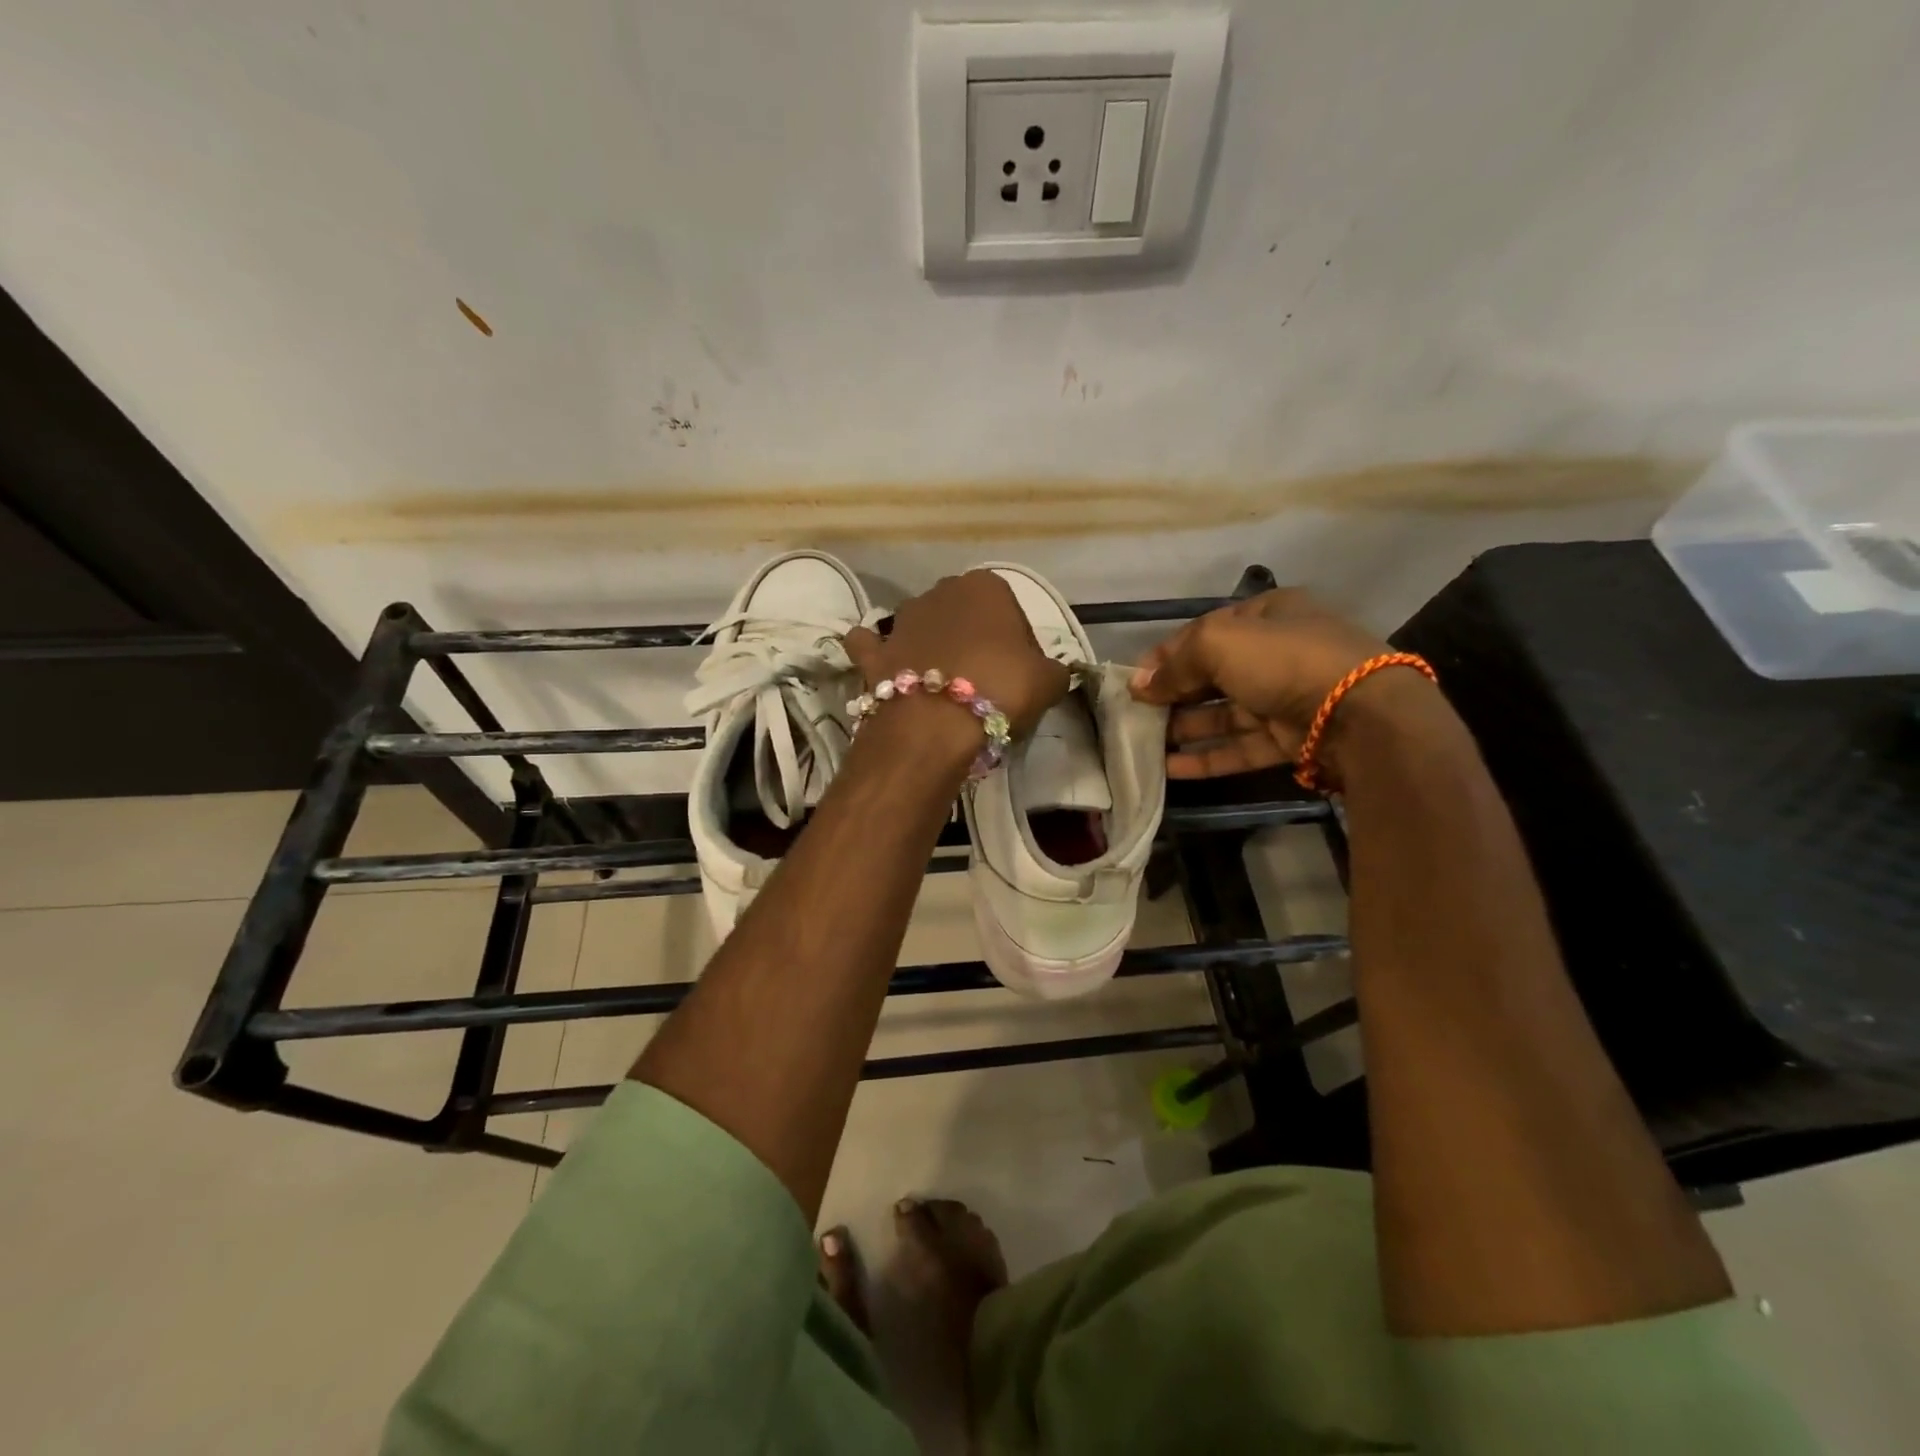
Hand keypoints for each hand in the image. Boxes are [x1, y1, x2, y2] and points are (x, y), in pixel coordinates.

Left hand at [844, 571, 1068, 737]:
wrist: (934, 725)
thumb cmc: (1000, 689)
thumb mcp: (1049, 681)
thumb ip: (1052, 669)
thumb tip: (1045, 673)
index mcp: (986, 586)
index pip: (1011, 612)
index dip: (1019, 646)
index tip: (1021, 676)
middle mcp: (940, 591)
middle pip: (965, 616)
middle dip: (974, 641)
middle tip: (986, 682)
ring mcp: (901, 620)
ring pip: (921, 627)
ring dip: (931, 646)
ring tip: (945, 687)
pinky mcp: (873, 652)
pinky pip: (874, 648)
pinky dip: (880, 656)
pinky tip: (889, 671)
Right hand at [1131, 589, 1436, 783]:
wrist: (1359, 712)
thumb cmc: (1283, 660)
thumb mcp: (1218, 644)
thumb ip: (1175, 664)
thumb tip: (1139, 686)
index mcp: (1267, 616)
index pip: (1205, 632)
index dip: (1166, 655)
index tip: (1133, 680)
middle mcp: (1277, 654)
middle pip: (1213, 674)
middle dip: (1174, 694)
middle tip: (1136, 714)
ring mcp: (1286, 698)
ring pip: (1225, 714)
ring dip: (1186, 728)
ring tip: (1146, 745)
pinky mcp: (1292, 738)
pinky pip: (1241, 747)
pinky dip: (1208, 757)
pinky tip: (1172, 770)